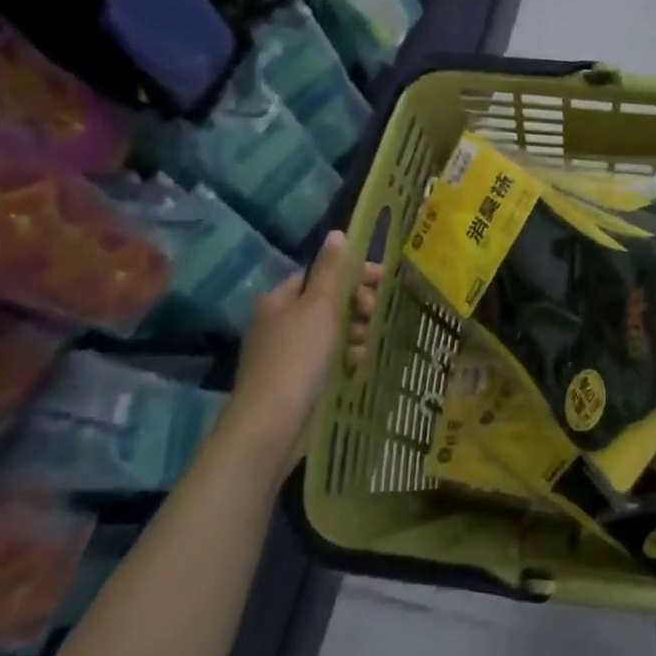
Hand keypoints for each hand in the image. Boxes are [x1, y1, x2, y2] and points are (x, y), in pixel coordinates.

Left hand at [227, 232, 382, 452]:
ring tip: (367, 344)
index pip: (319, 275)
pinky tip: (357, 365)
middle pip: (326, 303)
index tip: (383, 281)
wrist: (272, 422)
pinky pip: (327, 360)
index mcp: (279, 300)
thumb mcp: (320, 306)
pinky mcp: (295, 381)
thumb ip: (332, 269)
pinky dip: (344, 358)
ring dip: (354, 334)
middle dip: (356, 306)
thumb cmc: (298, 355)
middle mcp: (278, 323)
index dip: (352, 274)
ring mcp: (285, 354)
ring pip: (330, 333)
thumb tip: (337, 233)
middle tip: (374, 314)